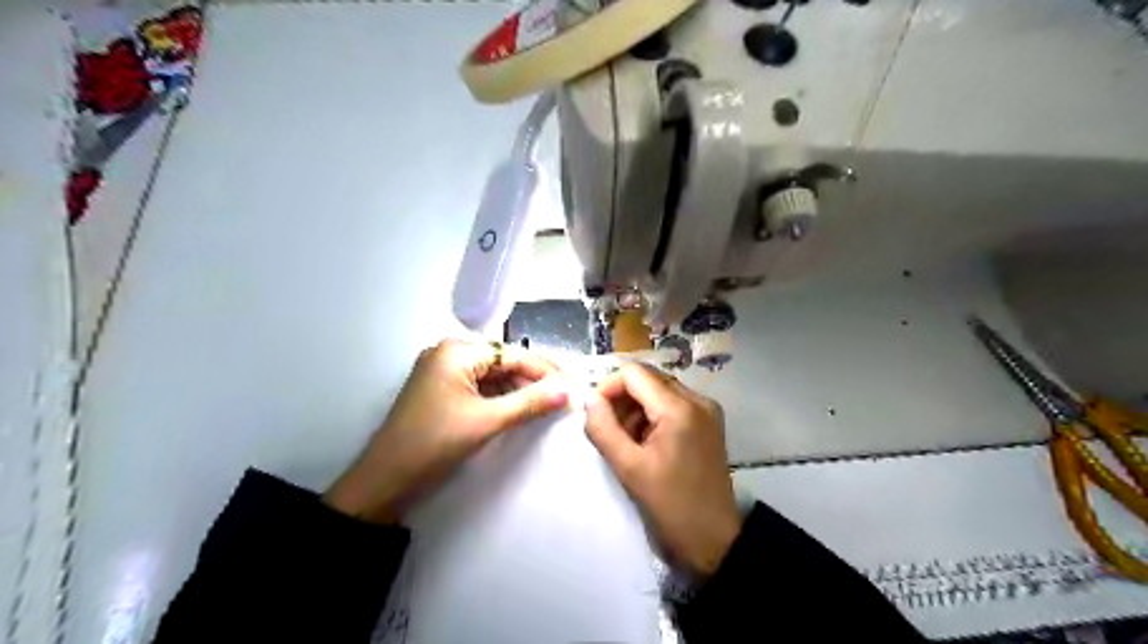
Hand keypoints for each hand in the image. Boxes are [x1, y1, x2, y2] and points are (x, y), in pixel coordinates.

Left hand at [325, 338, 564, 521]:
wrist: (385, 481)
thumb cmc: (434, 445)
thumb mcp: (486, 421)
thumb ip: (530, 403)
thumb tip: (568, 391)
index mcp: (457, 351)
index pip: (513, 354)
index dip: (546, 371)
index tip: (574, 386)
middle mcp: (450, 353)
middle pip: (504, 362)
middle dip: (533, 381)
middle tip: (564, 399)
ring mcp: (444, 371)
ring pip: (494, 376)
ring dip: (519, 390)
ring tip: (548, 406)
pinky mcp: (443, 390)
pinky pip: (481, 387)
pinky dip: (501, 398)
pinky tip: (521, 409)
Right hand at [587, 364, 739, 574]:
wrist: (714, 541)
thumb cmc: (670, 506)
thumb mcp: (629, 468)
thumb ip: (603, 428)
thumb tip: (589, 399)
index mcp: (680, 408)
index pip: (634, 373)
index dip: (608, 387)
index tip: (594, 414)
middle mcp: (698, 400)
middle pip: (648, 379)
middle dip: (622, 399)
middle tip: (609, 431)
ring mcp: (706, 411)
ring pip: (659, 391)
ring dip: (635, 409)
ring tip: (627, 443)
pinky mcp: (708, 424)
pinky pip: (672, 405)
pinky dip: (652, 417)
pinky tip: (645, 444)